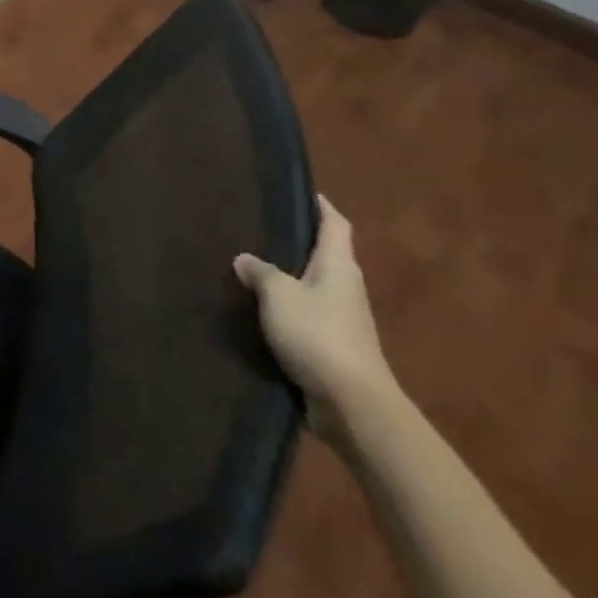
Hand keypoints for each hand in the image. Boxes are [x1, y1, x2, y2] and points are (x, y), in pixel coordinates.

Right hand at [235, 196, 397, 438]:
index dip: (320, 205)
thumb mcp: (279, 295)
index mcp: (338, 265)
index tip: (299, 191)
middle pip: (324, 255)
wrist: (353, 406)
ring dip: (289, 278)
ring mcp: (343, 320)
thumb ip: (260, 272)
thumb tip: (244, 259)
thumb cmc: (318, 335)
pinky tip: (261, 311)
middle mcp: (345, 287)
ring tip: (253, 267)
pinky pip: (307, 317)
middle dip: (298, 242)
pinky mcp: (334, 349)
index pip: (335, 224)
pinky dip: (288, 310)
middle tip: (261, 227)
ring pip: (313, 287)